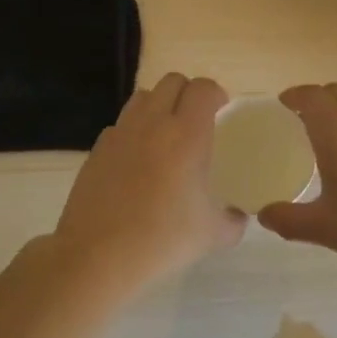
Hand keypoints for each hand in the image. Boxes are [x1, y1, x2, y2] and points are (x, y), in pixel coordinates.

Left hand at [49, 72, 245, 293]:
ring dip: (159, 105)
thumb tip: (238, 216)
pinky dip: (133, 131)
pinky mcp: (97, 148)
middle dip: (188, 93)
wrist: (97, 256)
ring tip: (165, 135)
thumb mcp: (212, 235)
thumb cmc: (162, 239)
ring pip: (143, 97)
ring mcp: (121, 132)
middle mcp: (153, 123)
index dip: (215, 94)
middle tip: (196, 121)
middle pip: (172, 81)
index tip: (222, 111)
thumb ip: (233, 220)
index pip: (203, 88)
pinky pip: (120, 124)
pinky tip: (137, 161)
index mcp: (187, 135)